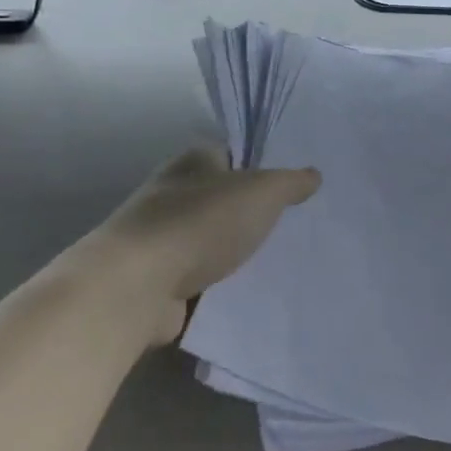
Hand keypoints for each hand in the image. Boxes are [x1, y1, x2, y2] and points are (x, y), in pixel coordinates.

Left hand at [80, 148, 319, 340]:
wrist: (137, 286)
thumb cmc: (200, 222)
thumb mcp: (261, 192)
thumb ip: (290, 183)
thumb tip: (314, 175)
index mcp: (194, 162)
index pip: (233, 154)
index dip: (263, 165)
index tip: (295, 184)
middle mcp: (174, 194)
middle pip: (224, 199)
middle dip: (253, 213)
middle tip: (298, 226)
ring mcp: (163, 240)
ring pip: (213, 241)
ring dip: (237, 253)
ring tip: (283, 264)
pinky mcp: (160, 282)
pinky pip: (202, 281)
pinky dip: (222, 288)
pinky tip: (254, 296)